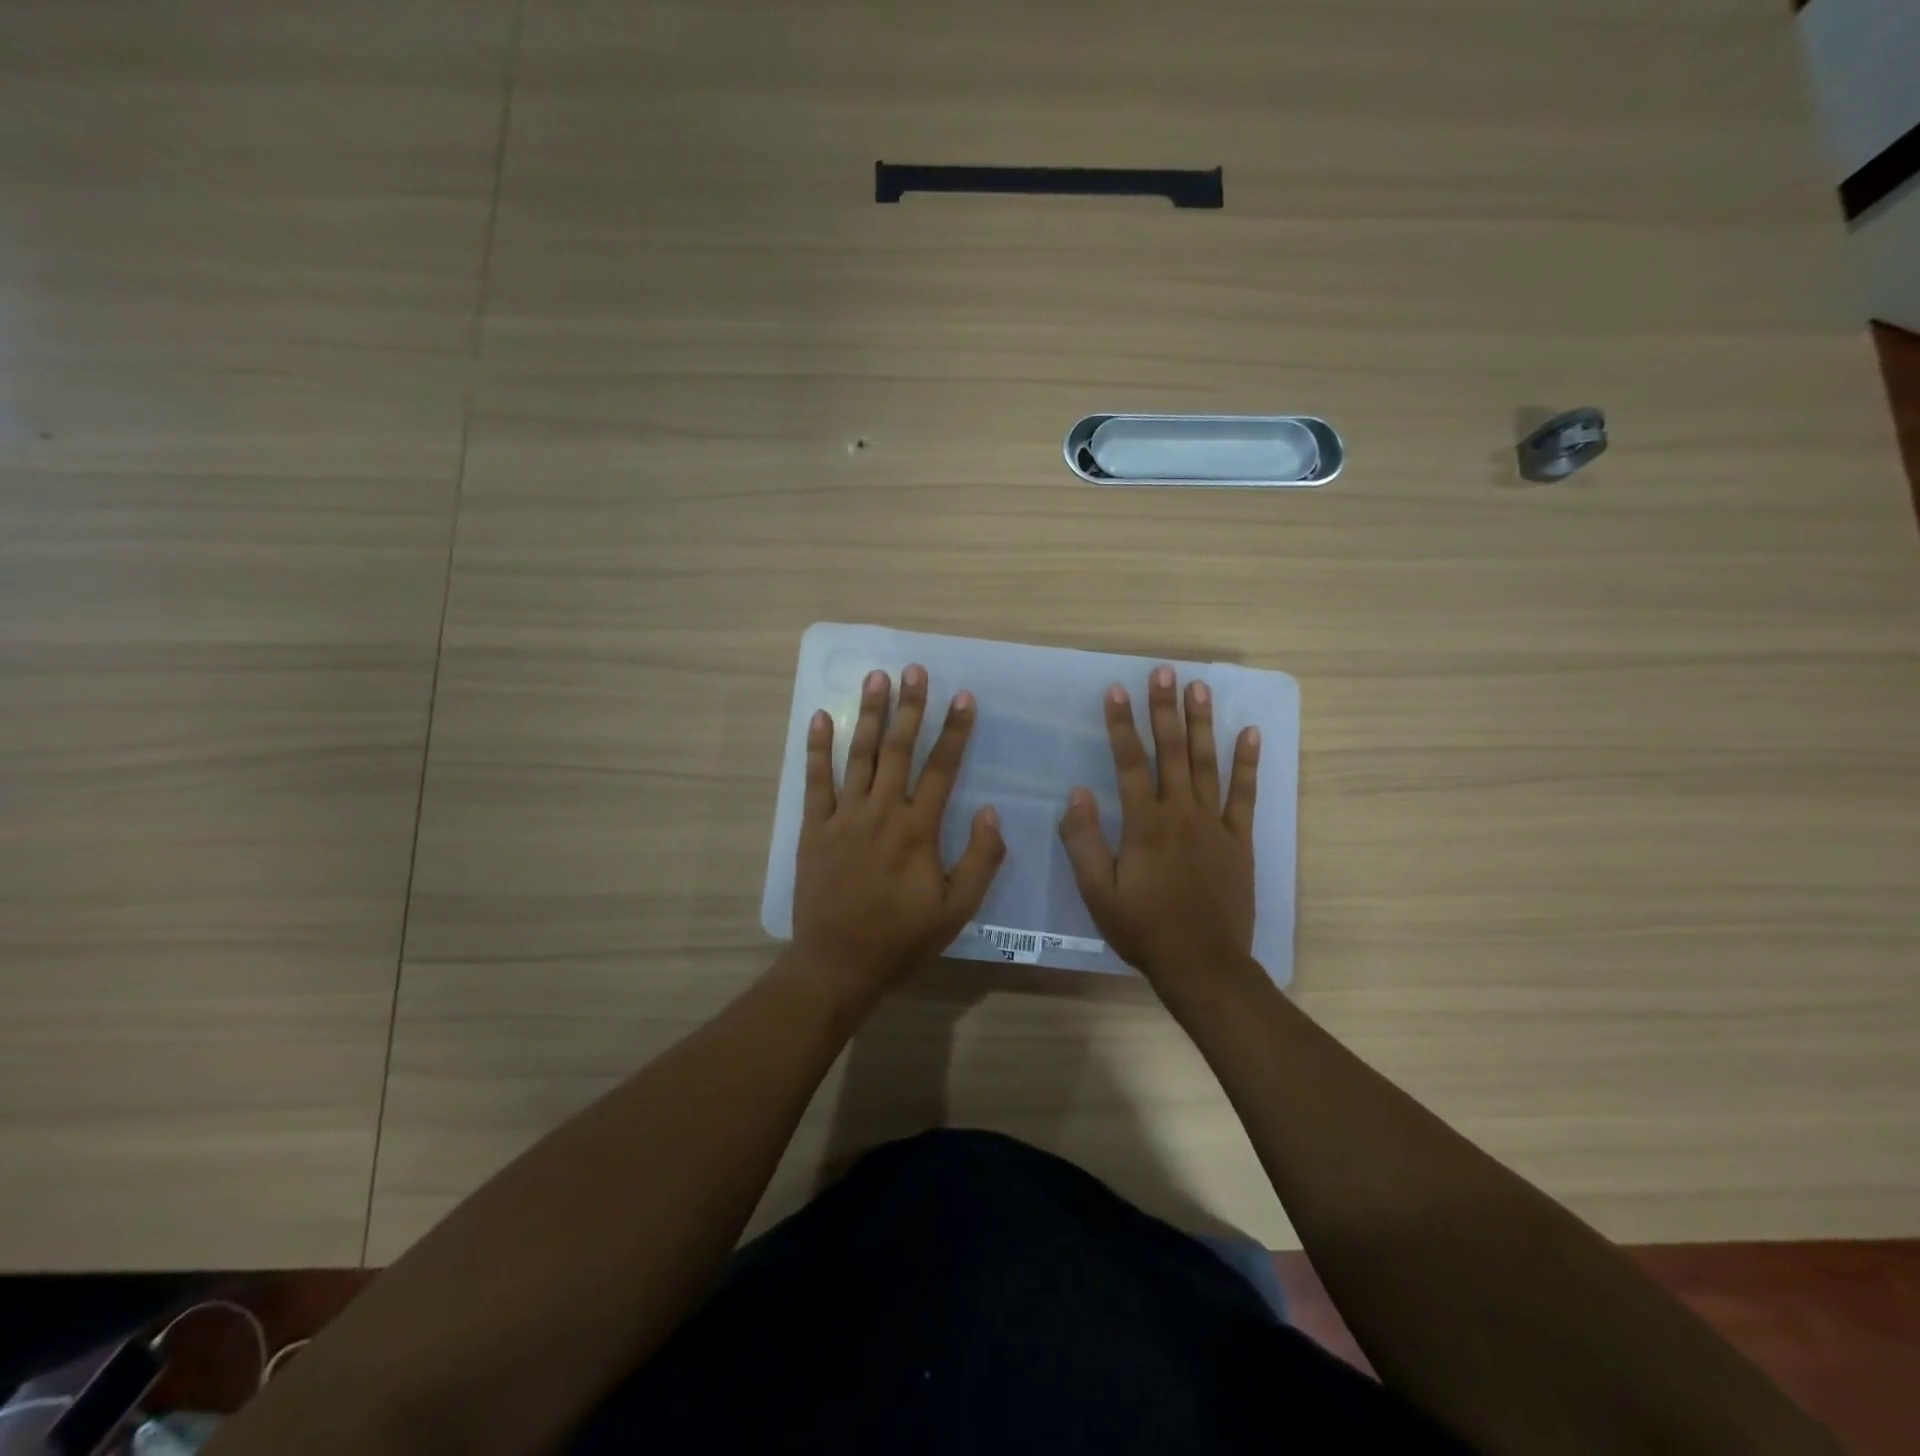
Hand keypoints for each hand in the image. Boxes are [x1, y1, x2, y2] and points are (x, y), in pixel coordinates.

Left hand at [791, 665, 1005, 997]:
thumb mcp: (958, 908)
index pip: (941, 768)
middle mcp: (882, 812)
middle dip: (909, 706)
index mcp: (918, 829)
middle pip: (898, 749)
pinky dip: (817, 749)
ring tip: (875, 678)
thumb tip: (992, 812)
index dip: (955, 731)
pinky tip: (819, 717)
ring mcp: (844, 817)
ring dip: (867, 714)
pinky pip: (815, 781)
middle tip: (914, 669)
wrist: (840, 961)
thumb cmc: (903, 936)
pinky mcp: (815, 828)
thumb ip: (981, 859)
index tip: (964, 697)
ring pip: (858, 755)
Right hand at [1057, 665, 1260, 988]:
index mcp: (1145, 825)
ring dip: (1201, 723)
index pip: (1130, 763)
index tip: (1117, 690)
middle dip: (1164, 709)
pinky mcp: (1239, 840)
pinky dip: (1248, 763)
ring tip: (1199, 687)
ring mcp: (1214, 824)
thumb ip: (1085, 840)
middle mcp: (1181, 813)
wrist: (1202, 963)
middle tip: (1164, 670)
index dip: (1122, 725)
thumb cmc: (1143, 928)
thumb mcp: (1098, 891)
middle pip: (1172, 751)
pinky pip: (1245, 794)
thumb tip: (1077, 793)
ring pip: (1207, 763)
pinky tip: (1249, 733)